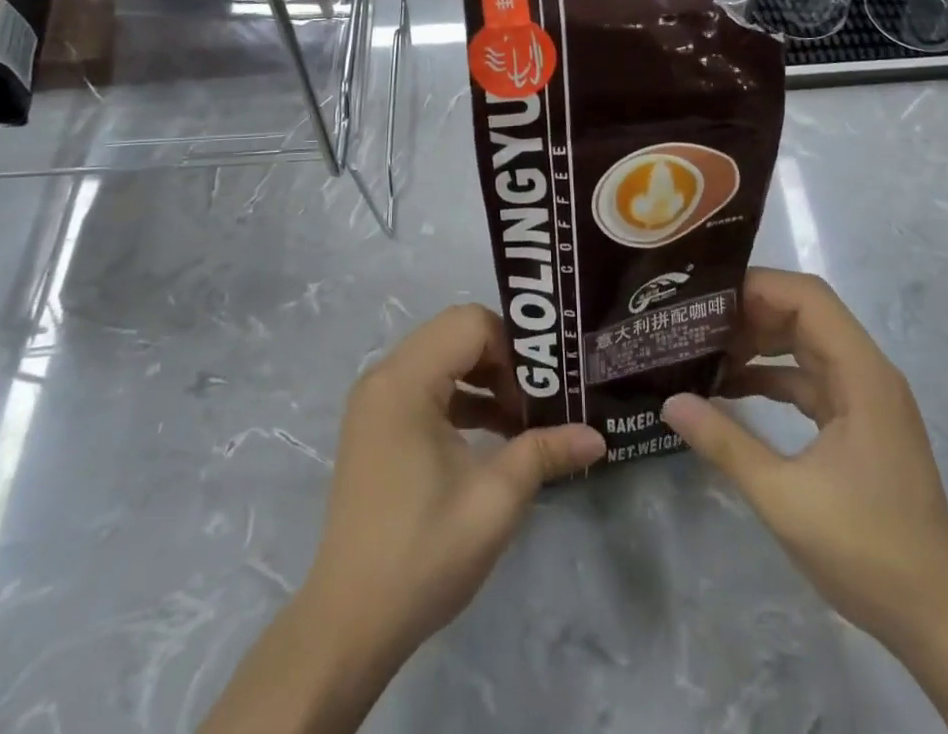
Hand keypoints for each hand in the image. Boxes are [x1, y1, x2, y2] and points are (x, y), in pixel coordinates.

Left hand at [300, 304, 606, 666]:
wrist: (349, 623)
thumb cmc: (423, 553)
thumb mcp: (495, 500)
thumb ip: (545, 452)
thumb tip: (598, 437)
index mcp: (405, 381)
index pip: (471, 324)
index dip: (514, 348)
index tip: (544, 390)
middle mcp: (384, 376)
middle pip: (455, 333)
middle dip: (503, 359)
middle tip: (538, 399)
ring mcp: (375, 400)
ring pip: (442, 357)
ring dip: (484, 378)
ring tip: (522, 419)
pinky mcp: (376, 424)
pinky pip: (426, 385)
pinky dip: (461, 397)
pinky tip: (493, 434)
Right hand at [660, 269, 947, 653]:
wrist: (939, 620)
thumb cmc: (868, 551)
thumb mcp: (784, 498)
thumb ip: (725, 443)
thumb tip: (670, 402)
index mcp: (862, 374)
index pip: (808, 298)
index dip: (758, 286)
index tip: (706, 298)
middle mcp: (868, 373)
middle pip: (805, 314)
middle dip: (750, 312)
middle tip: (696, 323)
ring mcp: (866, 397)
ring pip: (806, 344)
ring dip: (760, 343)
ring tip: (706, 351)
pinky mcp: (859, 422)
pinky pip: (810, 378)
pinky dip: (773, 376)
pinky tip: (733, 389)